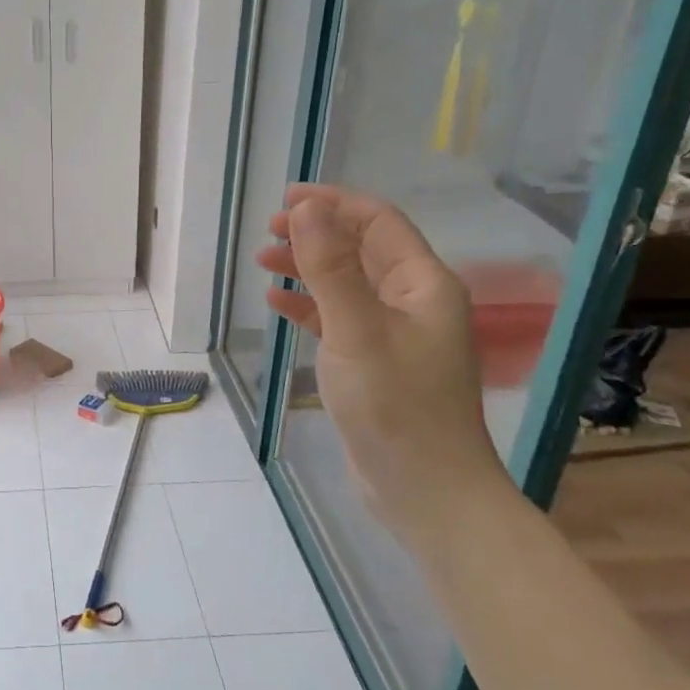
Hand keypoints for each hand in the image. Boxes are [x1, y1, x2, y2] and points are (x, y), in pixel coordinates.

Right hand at [256, 184, 505, 530]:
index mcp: (422, 284)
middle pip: (361, 249)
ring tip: (264, 262)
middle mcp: (413, 301)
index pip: (378, 222)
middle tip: (269, 231)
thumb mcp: (356, 330)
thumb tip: (307, 208)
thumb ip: (329, 267)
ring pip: (347, 283)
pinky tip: (278, 304)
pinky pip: (340, 318)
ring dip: (308, 268)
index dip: (334, 204)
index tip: (286, 199)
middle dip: (316, 234)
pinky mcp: (376, 363)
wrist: (425, 490)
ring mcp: (395, 334)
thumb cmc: (395, 406)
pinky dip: (310, 306)